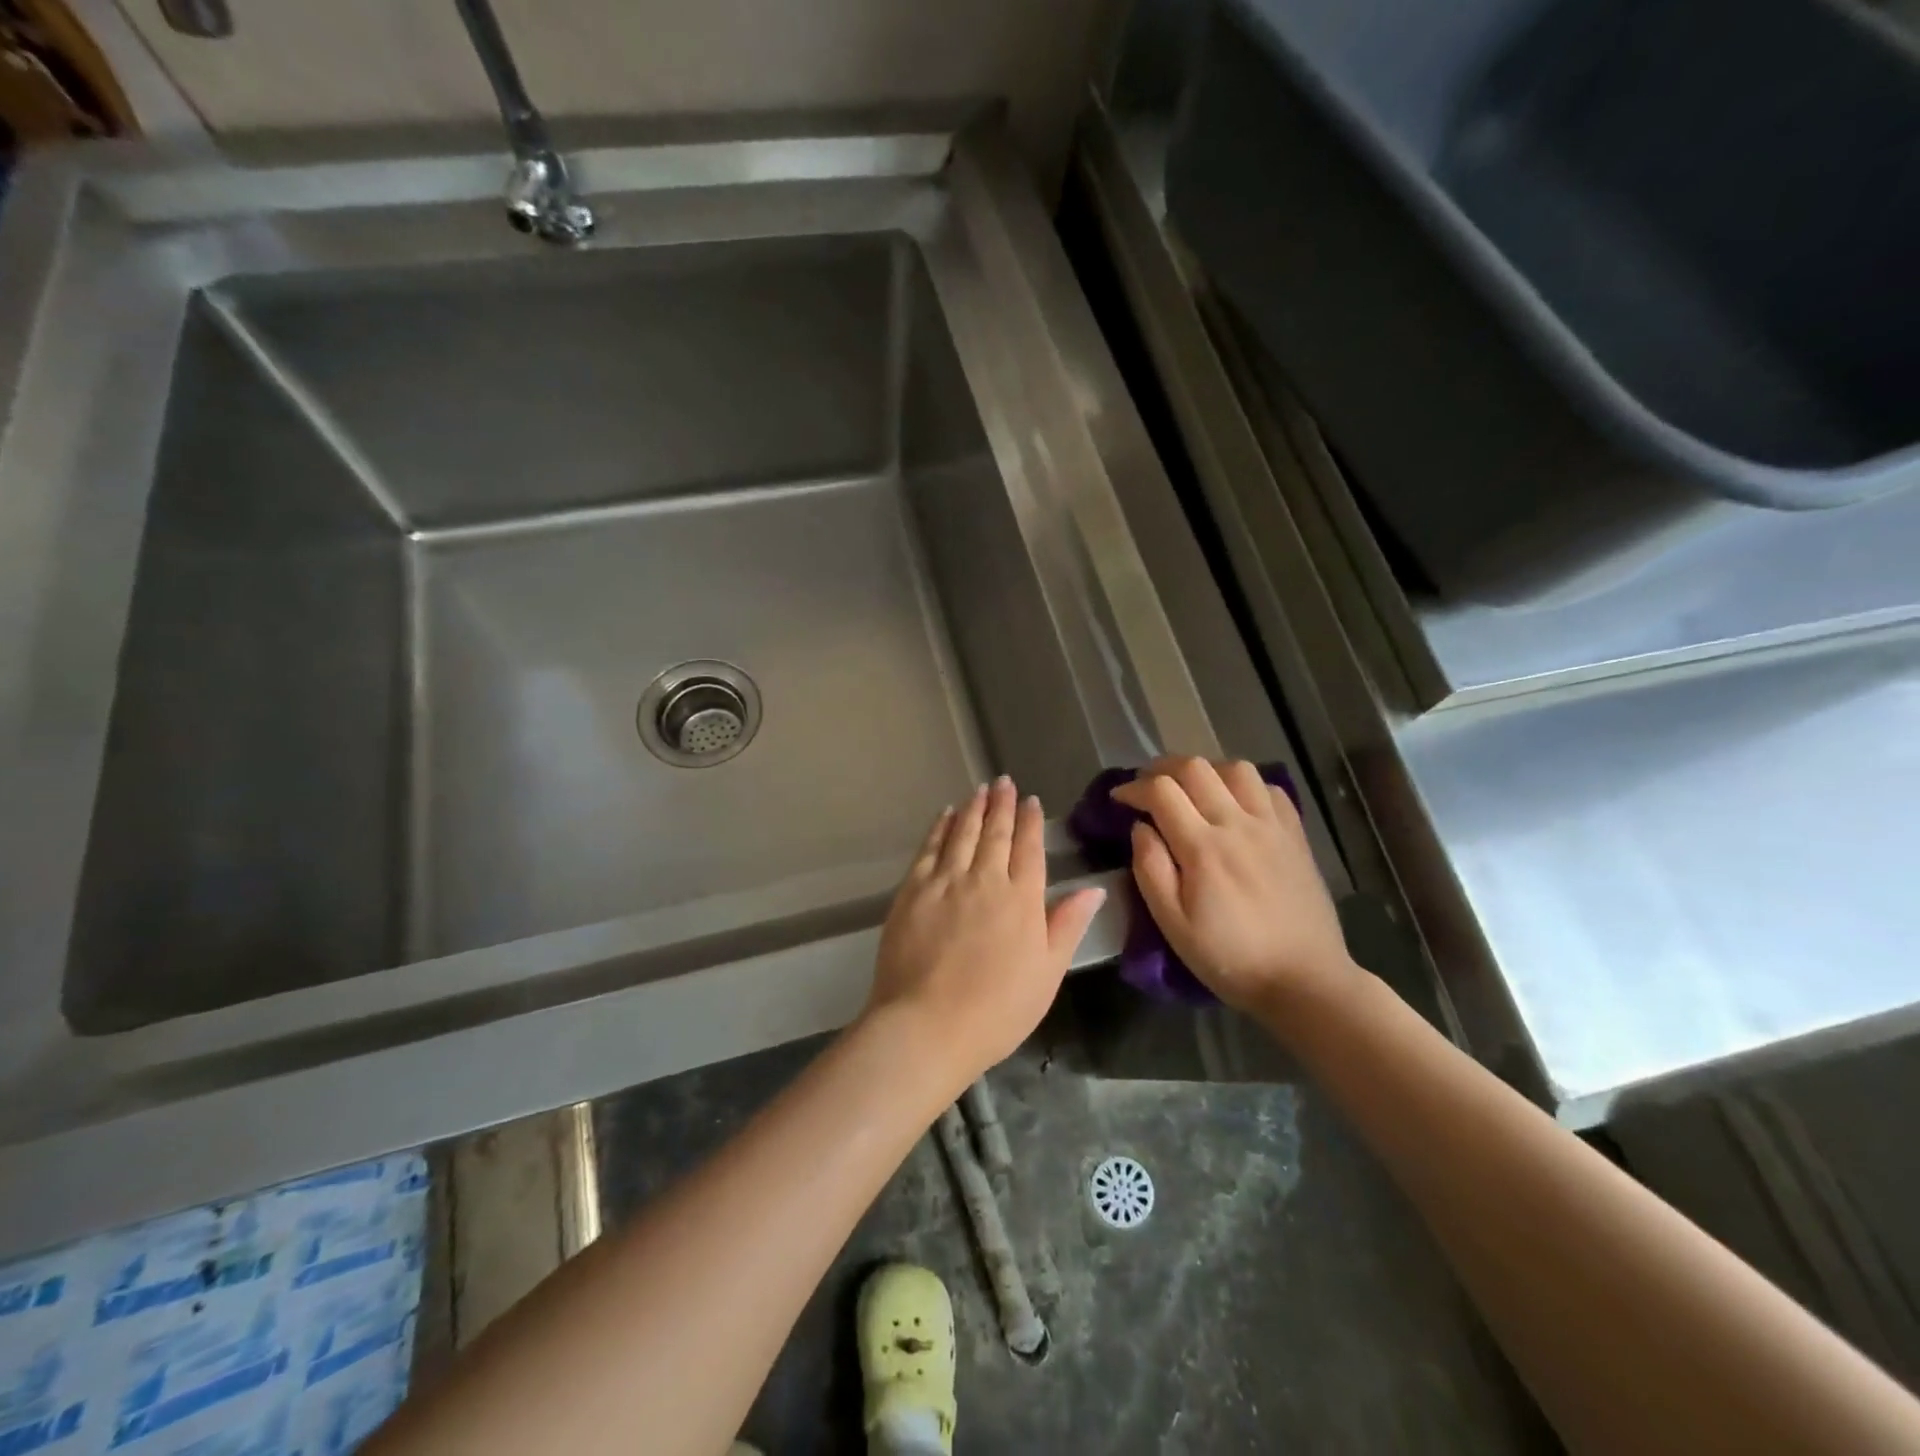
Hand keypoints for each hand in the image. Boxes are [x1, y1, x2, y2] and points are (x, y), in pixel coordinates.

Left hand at [865, 777, 1105, 1088]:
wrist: (927, 1025)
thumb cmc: (997, 1009)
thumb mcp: (1047, 973)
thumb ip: (1068, 925)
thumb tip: (1094, 888)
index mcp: (1022, 899)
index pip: (1029, 848)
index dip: (1031, 822)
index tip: (1031, 801)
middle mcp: (985, 879)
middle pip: (995, 833)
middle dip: (1002, 805)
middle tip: (1004, 782)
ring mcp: (945, 882)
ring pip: (962, 833)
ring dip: (973, 808)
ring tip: (980, 789)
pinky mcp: (913, 890)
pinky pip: (930, 848)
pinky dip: (939, 828)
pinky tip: (945, 815)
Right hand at [1111, 757, 1356, 1017]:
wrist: (1304, 981)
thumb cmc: (1230, 958)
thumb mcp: (1174, 925)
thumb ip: (1151, 870)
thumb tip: (1140, 827)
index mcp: (1203, 848)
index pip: (1161, 791)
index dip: (1133, 787)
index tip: (1119, 799)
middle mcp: (1238, 824)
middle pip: (1195, 768)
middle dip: (1162, 768)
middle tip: (1147, 787)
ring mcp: (1272, 826)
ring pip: (1236, 768)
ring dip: (1206, 770)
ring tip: (1192, 790)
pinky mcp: (1296, 835)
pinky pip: (1270, 788)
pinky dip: (1245, 785)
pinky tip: (1235, 804)